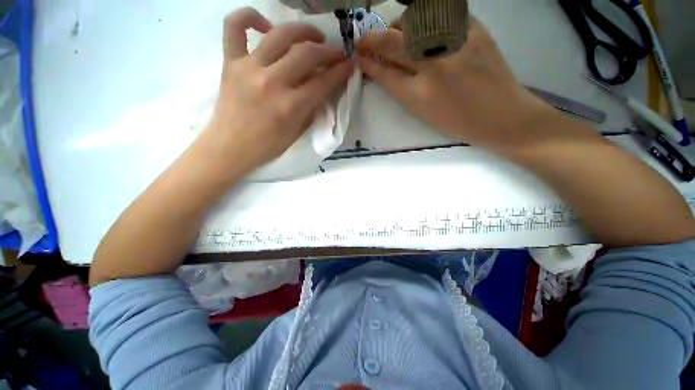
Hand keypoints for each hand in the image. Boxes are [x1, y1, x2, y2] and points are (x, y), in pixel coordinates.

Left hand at [203, 7, 353, 172]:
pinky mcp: (230, 62)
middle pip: (307, 54)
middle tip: (335, 53)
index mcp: (291, 106)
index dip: (340, 71)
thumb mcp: (297, 132)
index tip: (349, 64)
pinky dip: (249, 17)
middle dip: (328, 51)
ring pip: (280, 34)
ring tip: (313, 36)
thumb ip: (311, 108)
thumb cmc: (268, 146)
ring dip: (303, 31)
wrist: (231, 148)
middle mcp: (272, 82)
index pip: (322, 82)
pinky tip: (265, 25)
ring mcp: (249, 67)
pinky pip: (234, 26)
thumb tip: (322, 86)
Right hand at [356, 18, 551, 148]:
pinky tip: (425, 30)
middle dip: (373, 39)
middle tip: (366, 41)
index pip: (384, 71)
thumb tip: (382, 68)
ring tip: (398, 35)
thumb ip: (400, 88)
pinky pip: (441, 14)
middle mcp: (434, 65)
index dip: (367, 61)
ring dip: (398, 27)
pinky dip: (425, 18)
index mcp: (419, 94)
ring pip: (414, 20)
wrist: (501, 116)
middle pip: (393, 42)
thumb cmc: (457, 122)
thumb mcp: (422, 112)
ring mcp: (456, 43)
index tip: (357, 55)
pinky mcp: (475, 29)